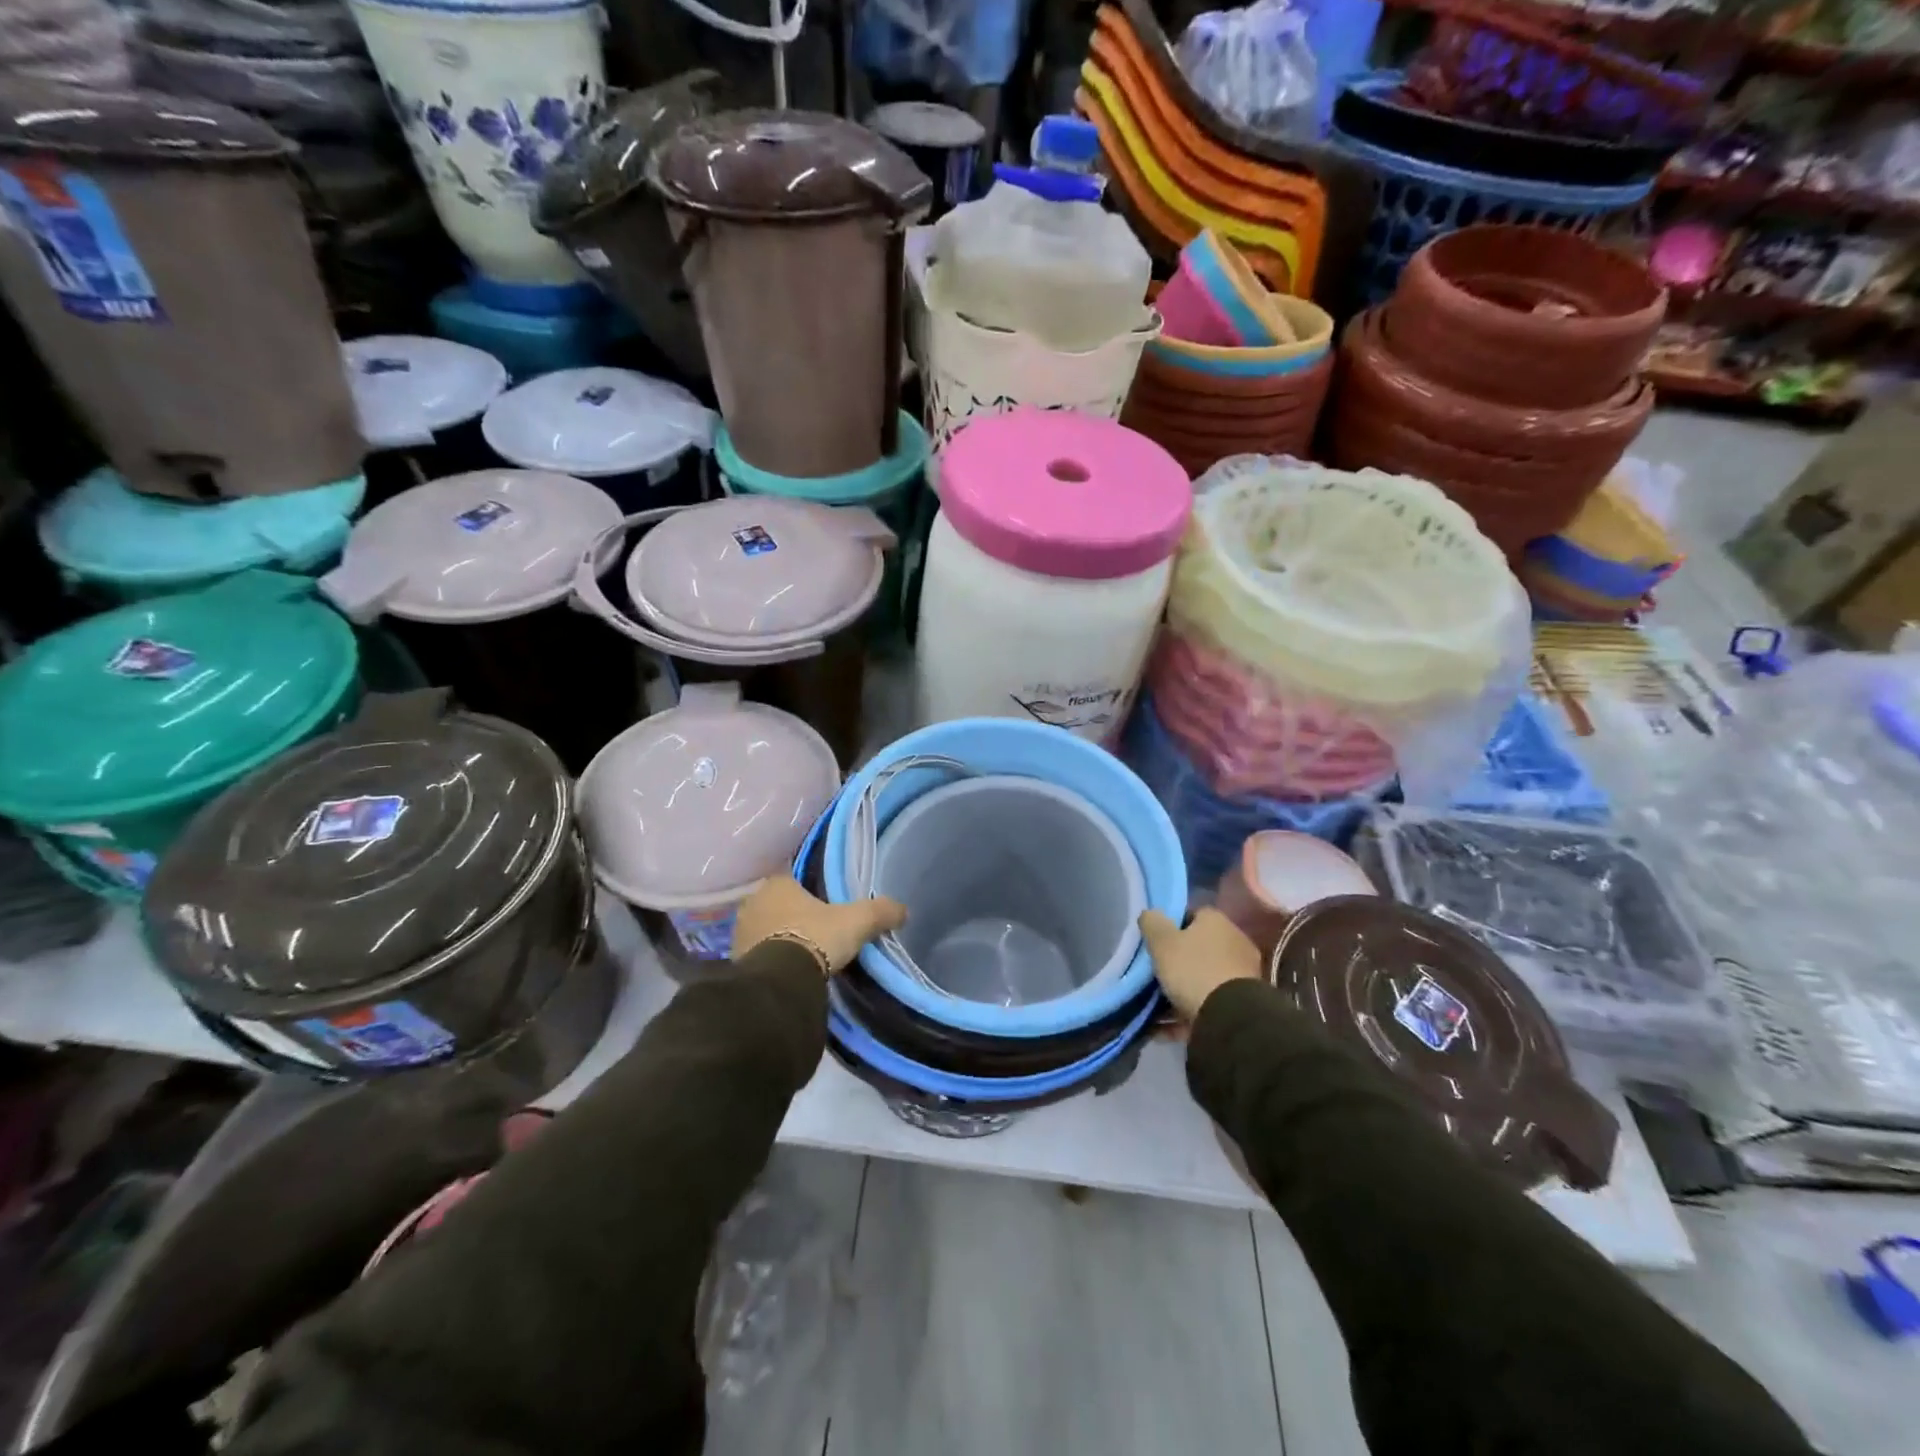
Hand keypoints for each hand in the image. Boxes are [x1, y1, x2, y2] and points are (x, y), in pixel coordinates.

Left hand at [731, 876, 906, 974]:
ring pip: (764, 928)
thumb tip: (904, 909)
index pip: (792, 878)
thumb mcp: (857, 922)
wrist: (781, 982)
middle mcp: (753, 902)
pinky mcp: (736, 962)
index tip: (822, 903)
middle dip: (792, 914)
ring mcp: (740, 933)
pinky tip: (787, 970)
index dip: (808, 889)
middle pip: (777, 903)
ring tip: (802, 952)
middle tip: (815, 928)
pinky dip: (770, 959)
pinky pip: (758, 954)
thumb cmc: (816, 937)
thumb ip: (880, 911)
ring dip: (778, 937)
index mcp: (777, 883)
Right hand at [1139, 908, 1263, 1021]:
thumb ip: (1152, 923)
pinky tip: (1164, 1028)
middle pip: (1199, 948)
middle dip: (1178, 961)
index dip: (1172, 926)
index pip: (1193, 915)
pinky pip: (1207, 1004)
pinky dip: (1187, 1014)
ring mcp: (1241, 974)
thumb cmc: (1193, 969)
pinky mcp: (1241, 1004)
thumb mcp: (1162, 942)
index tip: (1155, 942)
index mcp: (1217, 922)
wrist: (1231, 1018)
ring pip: (1203, 978)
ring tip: (1156, 1006)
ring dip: (1182, 990)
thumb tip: (1150, 914)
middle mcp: (1235, 943)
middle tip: (1155, 973)